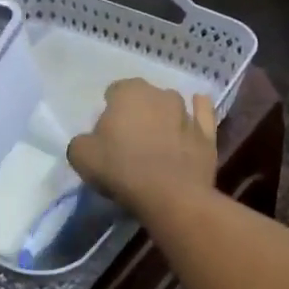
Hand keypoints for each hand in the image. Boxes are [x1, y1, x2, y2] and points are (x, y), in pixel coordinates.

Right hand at [67, 79, 216, 215]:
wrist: (169, 195)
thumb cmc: (121, 169)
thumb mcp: (81, 157)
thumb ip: (82, 142)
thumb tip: (90, 142)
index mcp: (128, 92)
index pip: (114, 92)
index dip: (109, 112)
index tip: (106, 134)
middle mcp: (159, 94)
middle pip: (144, 99)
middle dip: (137, 113)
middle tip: (129, 141)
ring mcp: (187, 111)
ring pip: (171, 107)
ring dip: (163, 118)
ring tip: (157, 143)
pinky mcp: (207, 133)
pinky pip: (202, 114)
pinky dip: (198, 111)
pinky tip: (196, 111)